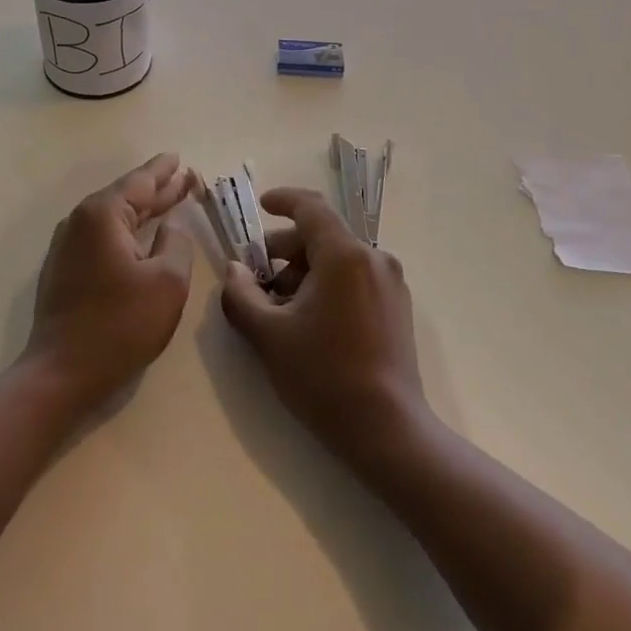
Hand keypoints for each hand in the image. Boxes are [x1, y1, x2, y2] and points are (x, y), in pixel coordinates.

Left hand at [22, 153, 197, 415]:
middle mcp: (80, 221)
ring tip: (169, 200)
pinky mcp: (65, 269)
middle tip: (184, 178)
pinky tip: (141, 235)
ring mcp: (68, 246)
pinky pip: (102, 236)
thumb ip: (176, 244)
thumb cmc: (120, 324)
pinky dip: (126, 230)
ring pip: (113, 217)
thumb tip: (171, 226)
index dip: (164, 171)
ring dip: (142, 210)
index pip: (140, 182)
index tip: (180, 158)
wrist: (62, 372)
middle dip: (157, 188)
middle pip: (125, 196)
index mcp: (103, 214)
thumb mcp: (167, 282)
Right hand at [221, 187, 427, 470]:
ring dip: (305, 271)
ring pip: (338, 259)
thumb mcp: (268, 335)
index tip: (261, 205)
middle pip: (323, 235)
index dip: (283, 200)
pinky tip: (309, 321)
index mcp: (344, 254)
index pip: (311, 207)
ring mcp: (390, 283)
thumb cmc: (323, 375)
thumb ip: (241, 295)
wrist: (387, 430)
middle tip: (257, 278)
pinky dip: (328, 284)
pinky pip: (355, 278)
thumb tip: (233, 269)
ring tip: (279, 307)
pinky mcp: (397, 307)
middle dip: (286, 249)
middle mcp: (373, 258)